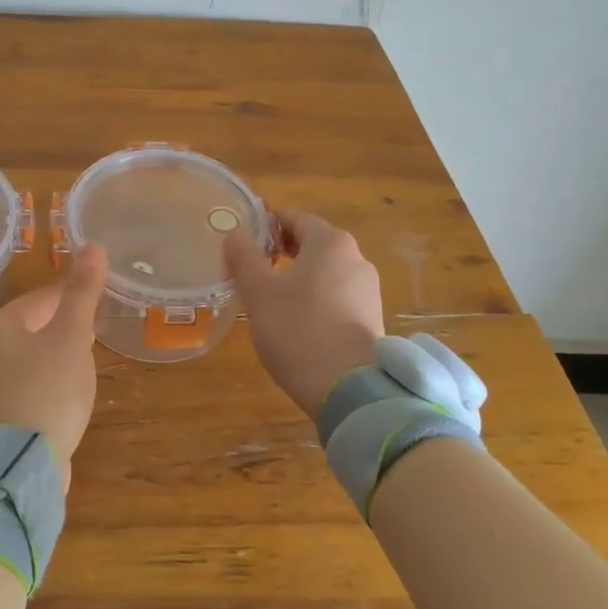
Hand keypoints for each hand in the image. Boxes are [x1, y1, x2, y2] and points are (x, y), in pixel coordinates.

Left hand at [0, 244, 108, 481]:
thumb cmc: (47, 389)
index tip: (100, 296)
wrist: (19, 466)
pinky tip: (67, 394)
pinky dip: (48, 382)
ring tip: (86, 362)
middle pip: (32, 326)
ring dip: (57, 356)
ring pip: (30, 357)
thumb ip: (83, 293)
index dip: (73, 295)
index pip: (40, 298)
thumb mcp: (72, 336)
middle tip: (96, 331)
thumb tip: (94, 246)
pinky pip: (27, 384)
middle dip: (65, 326)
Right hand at [224, 210, 383, 415]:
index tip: (243, 240)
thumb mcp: (259, 293)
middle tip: (252, 268)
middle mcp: (356, 258)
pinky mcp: (372, 318)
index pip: (295, 218)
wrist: (349, 391)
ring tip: (270, 298)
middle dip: (282, 250)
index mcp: (331, 243)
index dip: (267, 224)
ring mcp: (368, 290)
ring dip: (299, 276)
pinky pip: (337, 295)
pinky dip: (316, 298)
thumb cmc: (298, 331)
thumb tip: (235, 232)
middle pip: (313, 243)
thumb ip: (244, 257)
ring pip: (326, 271)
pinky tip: (297, 322)